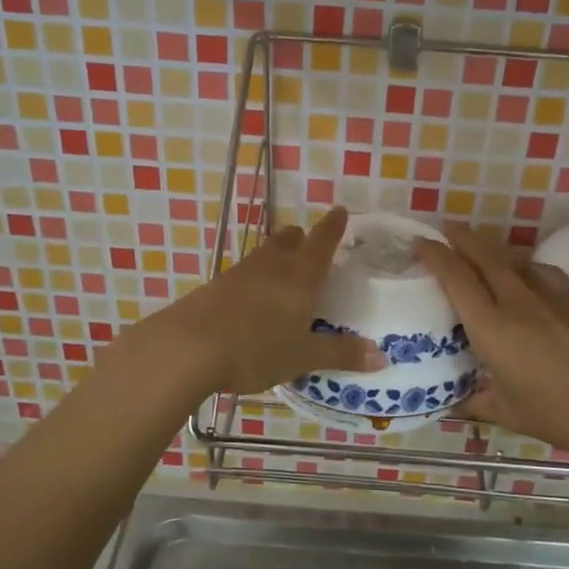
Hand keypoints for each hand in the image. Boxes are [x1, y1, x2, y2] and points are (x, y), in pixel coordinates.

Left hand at [161, 206, 384, 395]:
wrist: (187, 348)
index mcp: (300, 276)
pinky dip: (255, 278)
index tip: (341, 211)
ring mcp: (239, 273)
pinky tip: (251, 299)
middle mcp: (271, 266)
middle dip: (301, 238)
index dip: (333, 226)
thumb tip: (381, 357)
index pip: (322, 241)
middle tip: (309, 244)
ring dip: (277, 255)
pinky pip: (243, 273)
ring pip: (264, 254)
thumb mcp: (302, 357)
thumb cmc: (255, 349)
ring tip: (283, 270)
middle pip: (288, 240)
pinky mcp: (215, 286)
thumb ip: (340, 354)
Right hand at [415, 223, 568, 462]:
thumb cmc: (564, 415)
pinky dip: (524, 265)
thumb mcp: (511, 415)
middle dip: (461, 237)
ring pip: (513, 259)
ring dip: (492, 250)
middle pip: (484, 255)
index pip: (456, 278)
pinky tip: (525, 274)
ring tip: (480, 251)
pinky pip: (541, 269)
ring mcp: (551, 294)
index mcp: (493, 328)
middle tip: (445, 229)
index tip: (421, 242)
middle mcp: (518, 301)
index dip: (435, 254)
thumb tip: (451, 403)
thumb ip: (476, 403)